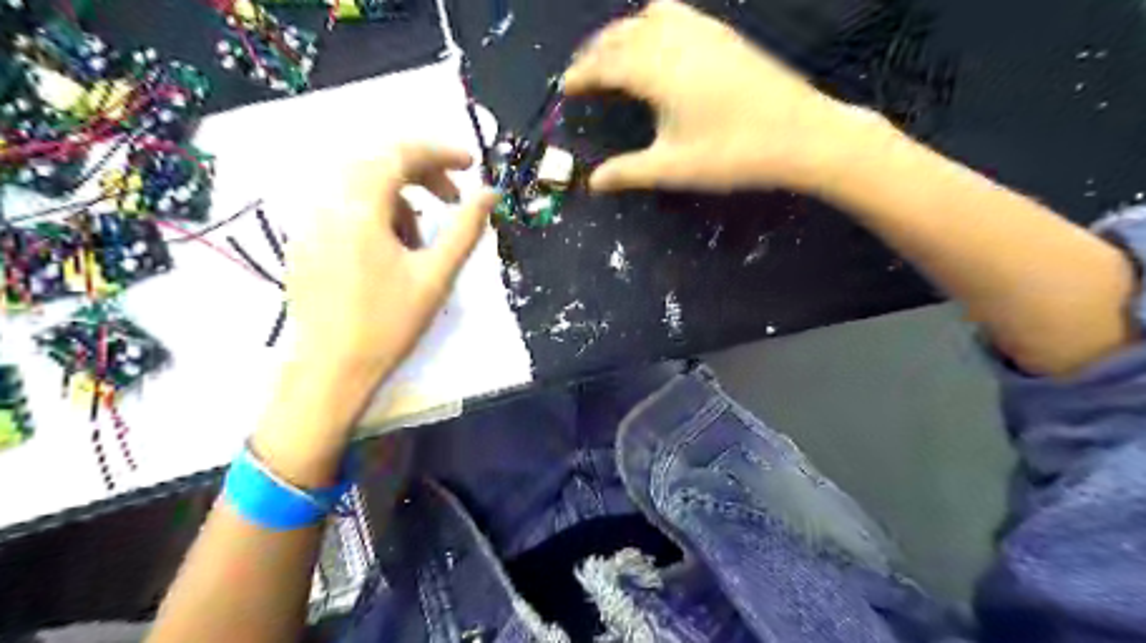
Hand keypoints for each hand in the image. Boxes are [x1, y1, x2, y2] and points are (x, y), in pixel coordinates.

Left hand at [286, 141, 497, 386]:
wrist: (331, 370)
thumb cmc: (389, 324)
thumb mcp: (436, 275)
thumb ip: (465, 229)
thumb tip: (490, 194)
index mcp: (358, 207)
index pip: (400, 154)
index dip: (440, 152)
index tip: (472, 164)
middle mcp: (326, 203)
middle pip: (378, 162)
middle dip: (422, 173)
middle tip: (454, 199)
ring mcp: (310, 221)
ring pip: (361, 186)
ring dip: (400, 198)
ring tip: (422, 241)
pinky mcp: (305, 241)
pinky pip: (345, 207)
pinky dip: (376, 214)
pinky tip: (391, 251)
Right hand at [563, 0, 878, 194]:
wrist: (801, 135)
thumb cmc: (733, 154)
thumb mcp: (674, 168)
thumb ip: (629, 172)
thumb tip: (593, 183)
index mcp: (658, 72)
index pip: (607, 64)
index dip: (582, 74)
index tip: (566, 87)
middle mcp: (676, 41)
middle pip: (623, 34)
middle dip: (596, 50)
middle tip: (582, 72)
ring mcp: (703, 32)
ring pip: (649, 17)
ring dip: (623, 32)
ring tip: (613, 55)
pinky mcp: (724, 34)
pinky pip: (677, 14)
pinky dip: (654, 23)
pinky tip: (659, 43)